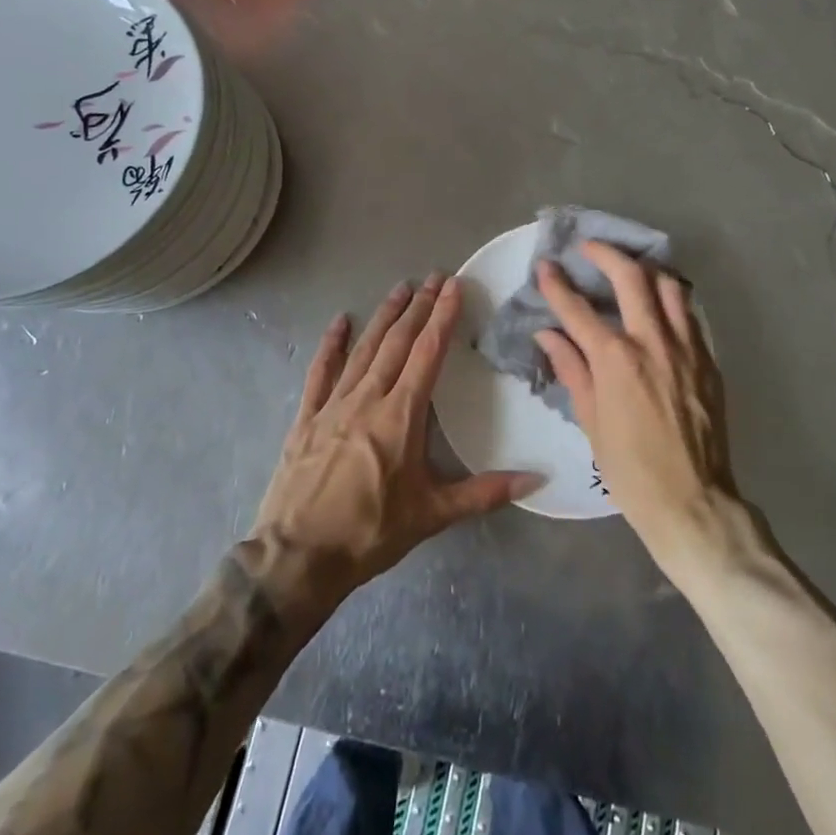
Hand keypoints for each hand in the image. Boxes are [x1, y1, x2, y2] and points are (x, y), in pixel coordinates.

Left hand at [250, 274, 538, 612]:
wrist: (297, 556)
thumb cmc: (370, 533)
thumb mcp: (432, 515)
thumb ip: (485, 493)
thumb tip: (537, 479)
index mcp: (401, 416)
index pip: (427, 354)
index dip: (443, 318)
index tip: (455, 287)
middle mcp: (368, 398)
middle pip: (397, 343)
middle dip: (418, 308)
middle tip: (434, 278)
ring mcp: (333, 404)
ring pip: (363, 350)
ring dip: (384, 317)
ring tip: (401, 288)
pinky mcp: (306, 418)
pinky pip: (320, 372)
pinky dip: (331, 345)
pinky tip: (340, 322)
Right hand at [535, 244, 739, 581]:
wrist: (693, 502)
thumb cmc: (630, 469)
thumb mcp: (590, 421)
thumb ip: (571, 369)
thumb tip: (549, 334)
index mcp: (616, 360)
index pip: (578, 309)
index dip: (557, 284)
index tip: (546, 265)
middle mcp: (652, 342)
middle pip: (631, 276)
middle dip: (605, 253)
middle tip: (589, 248)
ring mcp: (686, 348)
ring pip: (670, 286)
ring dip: (646, 270)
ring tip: (630, 270)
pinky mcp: (709, 360)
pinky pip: (689, 315)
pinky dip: (671, 301)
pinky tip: (659, 308)